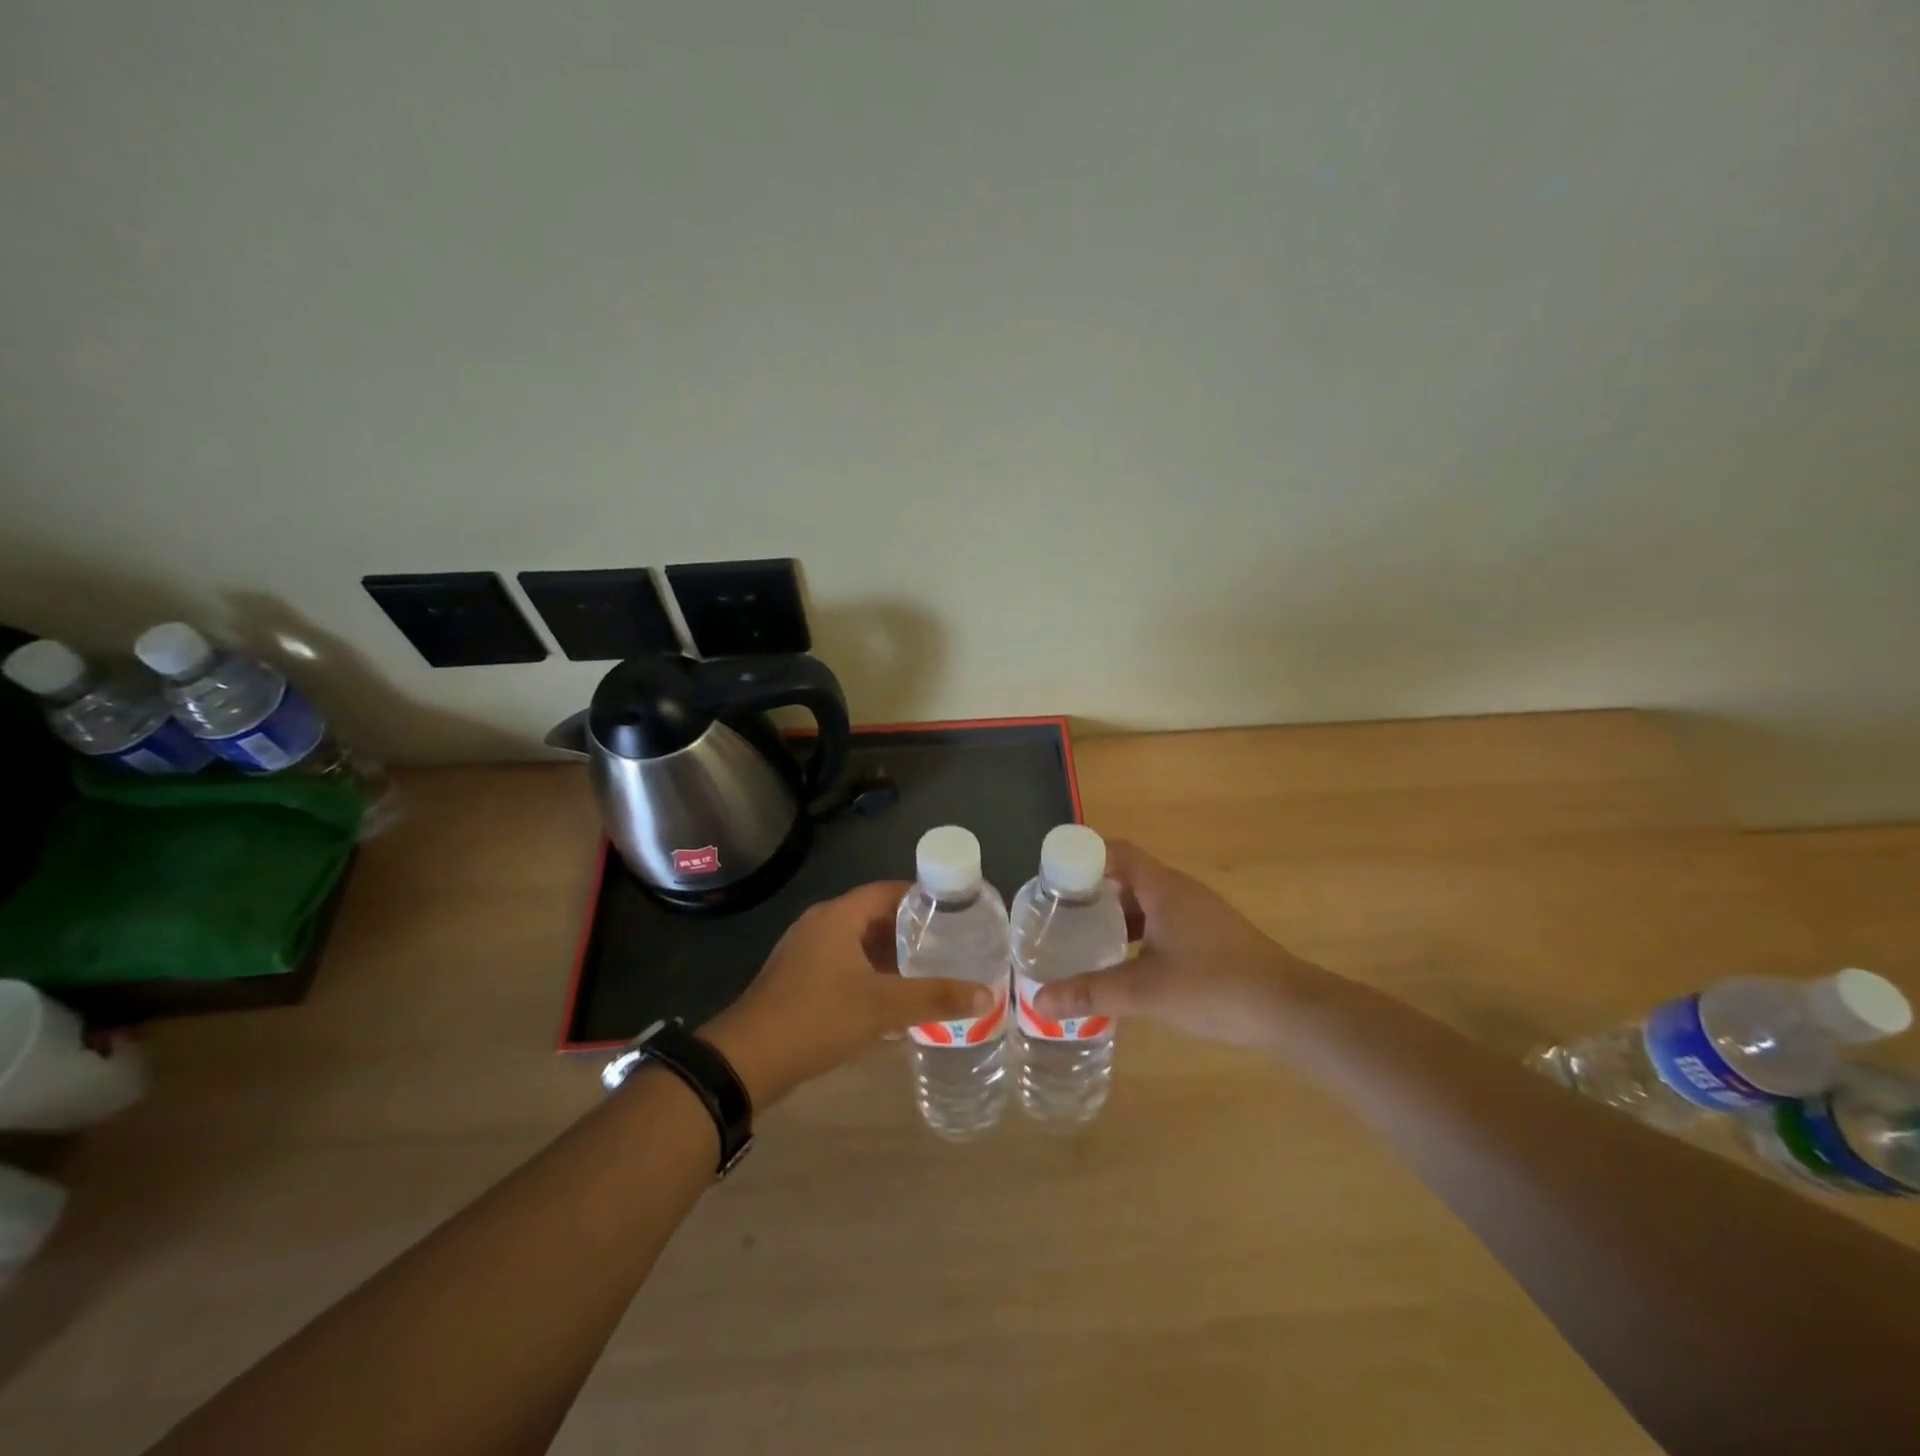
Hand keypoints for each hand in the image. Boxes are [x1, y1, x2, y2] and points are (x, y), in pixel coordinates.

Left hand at [702, 882, 995, 1106]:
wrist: (746, 1061)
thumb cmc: (818, 1018)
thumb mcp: (883, 1007)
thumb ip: (935, 998)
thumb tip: (987, 995)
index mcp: (838, 916)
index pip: (888, 891)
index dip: (922, 897)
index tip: (954, 911)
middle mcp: (819, 924)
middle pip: (873, 915)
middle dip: (909, 930)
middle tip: (947, 944)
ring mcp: (804, 952)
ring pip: (857, 943)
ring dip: (889, 955)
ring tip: (926, 970)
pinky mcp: (796, 978)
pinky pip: (842, 964)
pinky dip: (869, 974)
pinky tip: (890, 1000)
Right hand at [1032, 841, 1323, 1046]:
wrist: (1292, 1010)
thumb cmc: (1216, 986)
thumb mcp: (1146, 990)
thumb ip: (1092, 992)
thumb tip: (1038, 1001)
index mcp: (1164, 888)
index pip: (1117, 852)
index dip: (1083, 856)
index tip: (1052, 878)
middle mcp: (1181, 892)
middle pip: (1128, 877)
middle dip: (1092, 892)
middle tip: (1058, 915)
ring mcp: (1199, 915)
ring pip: (1146, 903)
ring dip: (1116, 917)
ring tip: (1082, 940)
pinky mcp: (1211, 937)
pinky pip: (1163, 923)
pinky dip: (1138, 935)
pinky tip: (1125, 965)